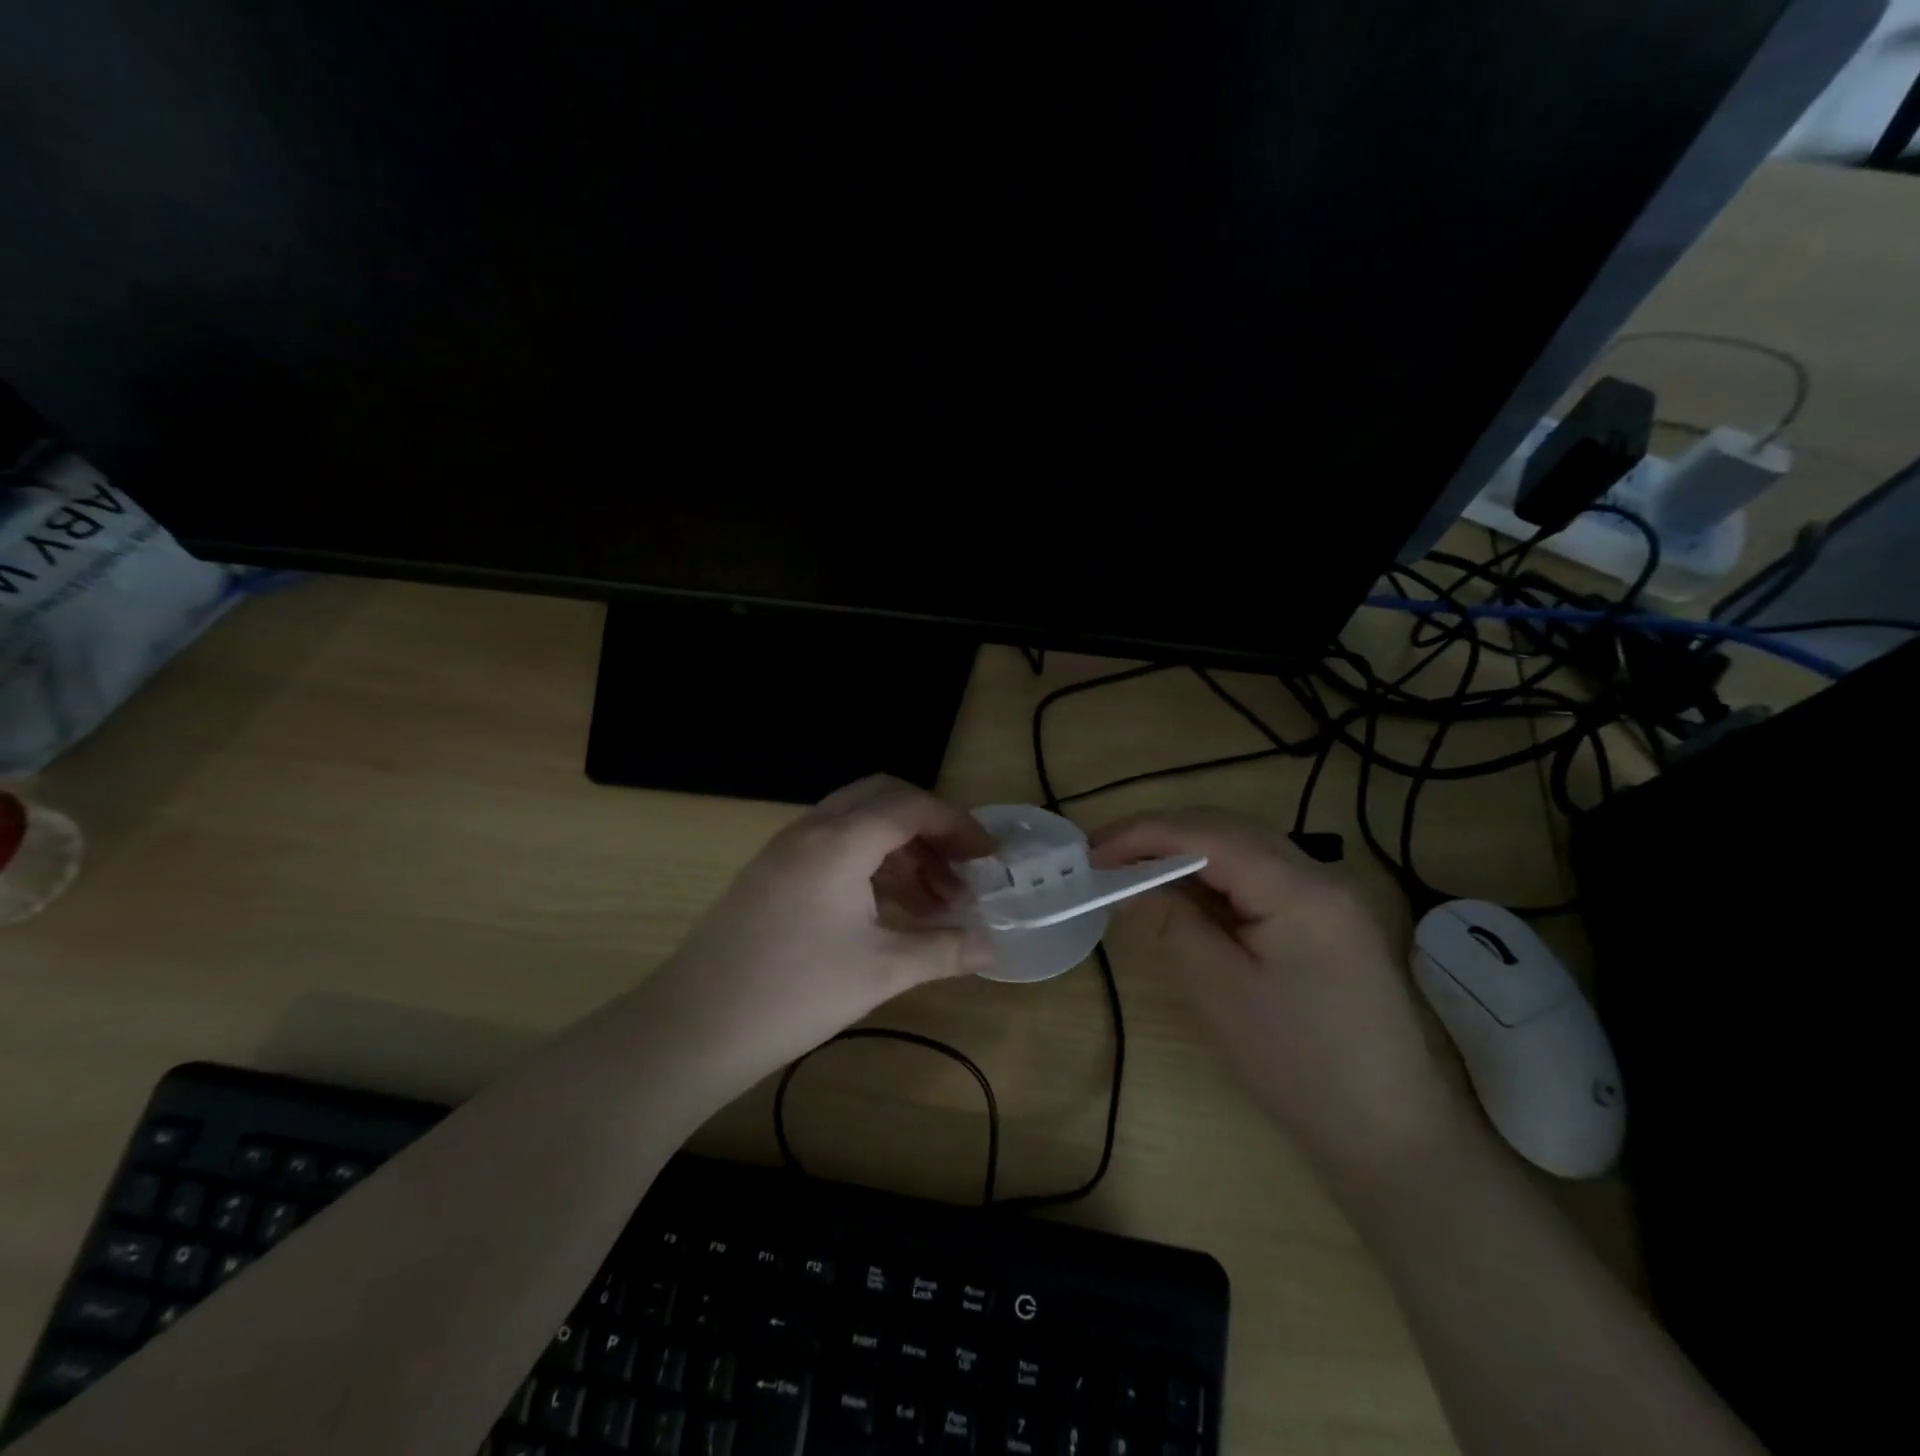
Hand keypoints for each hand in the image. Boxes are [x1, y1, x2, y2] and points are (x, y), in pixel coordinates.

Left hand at [638, 776, 995, 1086]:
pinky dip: (870, 863)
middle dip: (929, 826)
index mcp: (839, 841)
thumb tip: (991, 946)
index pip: (911, 806)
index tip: (988, 858)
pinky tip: (890, 908)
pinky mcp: (772, 873)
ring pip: (857, 822)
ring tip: (934, 900)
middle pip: (883, 798)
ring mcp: (786, 850)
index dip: (958, 825)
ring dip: (900, 848)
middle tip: (961, 867)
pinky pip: (833, 846)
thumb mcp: (880, 972)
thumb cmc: (795, 994)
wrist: (693, 1028)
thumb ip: (943, 950)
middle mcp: (811, 830)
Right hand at [1091, 808, 1473, 1178]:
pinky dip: (1215, 875)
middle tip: (1104, 856)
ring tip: (1134, 868)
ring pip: (1244, 848)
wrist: (1392, 1136)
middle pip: (1228, 829)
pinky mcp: (1329, 919)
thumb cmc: (1300, 1068)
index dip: (1143, 833)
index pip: (1208, 834)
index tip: (1090, 851)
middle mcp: (1322, 875)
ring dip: (1186, 850)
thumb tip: (1127, 880)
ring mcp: (1331, 896)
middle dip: (1161, 834)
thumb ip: (1173, 923)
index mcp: (1300, 889)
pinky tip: (1186, 892)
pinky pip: (1261, 876)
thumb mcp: (1221, 993)